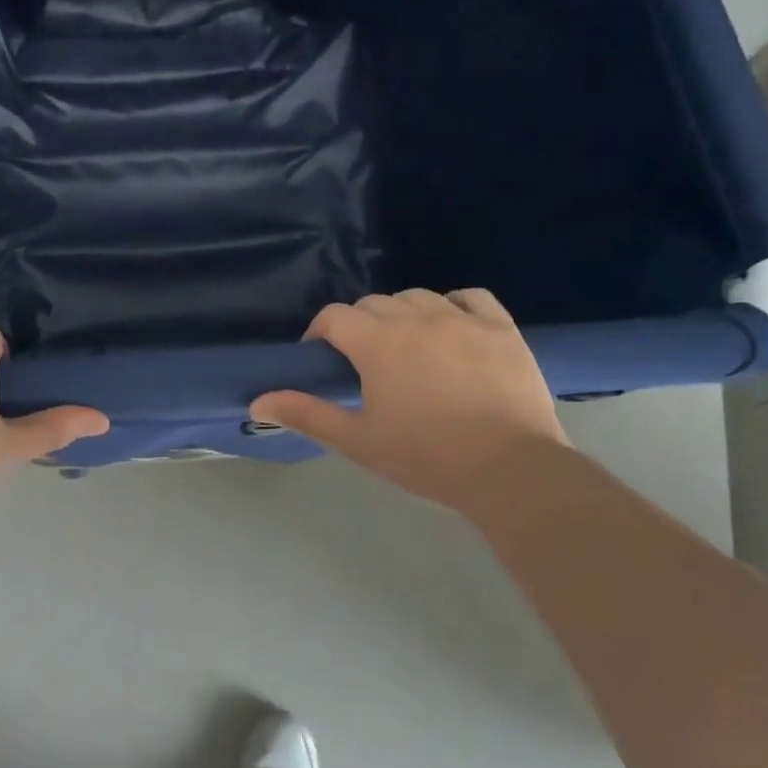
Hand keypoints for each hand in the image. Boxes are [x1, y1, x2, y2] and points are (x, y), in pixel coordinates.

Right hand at [251, 289, 567, 507]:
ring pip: (417, 297)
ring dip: (401, 315)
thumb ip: (306, 414)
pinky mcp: (500, 327)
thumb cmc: (426, 457)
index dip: (320, 333)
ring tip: (406, 347)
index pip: (334, 317)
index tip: (322, 359)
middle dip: (359, 326)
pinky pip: (470, 298)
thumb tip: (257, 401)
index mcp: (377, 342)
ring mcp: (462, 319)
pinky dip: (453, 306)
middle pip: (373, 304)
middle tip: (363, 362)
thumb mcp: (357, 441)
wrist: (509, 470)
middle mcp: (416, 318)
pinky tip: (451, 327)